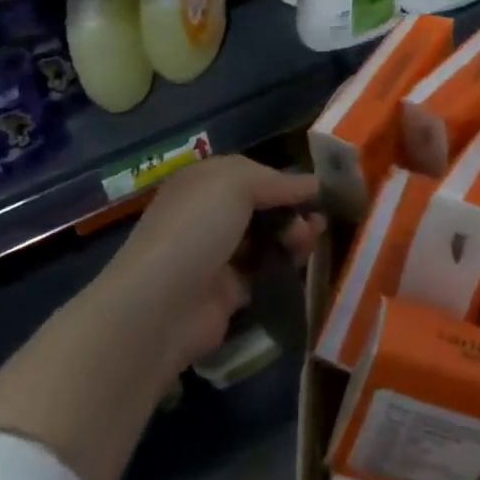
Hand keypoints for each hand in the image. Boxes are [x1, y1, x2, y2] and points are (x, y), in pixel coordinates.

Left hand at [102, 156, 322, 367]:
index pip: (249, 173)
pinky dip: (283, 269)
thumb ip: (278, 181)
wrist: (162, 305)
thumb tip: (314, 183)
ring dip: (292, 238)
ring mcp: (216, 255)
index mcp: (201, 183)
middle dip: (292, 210)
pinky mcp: (227, 292)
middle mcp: (206, 216)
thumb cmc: (196, 229)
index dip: (282, 179)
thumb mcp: (236, 184)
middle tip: (315, 222)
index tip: (316, 191)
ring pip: (265, 240)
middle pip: (261, 208)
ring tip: (308, 243)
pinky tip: (299, 267)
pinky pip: (263, 274)